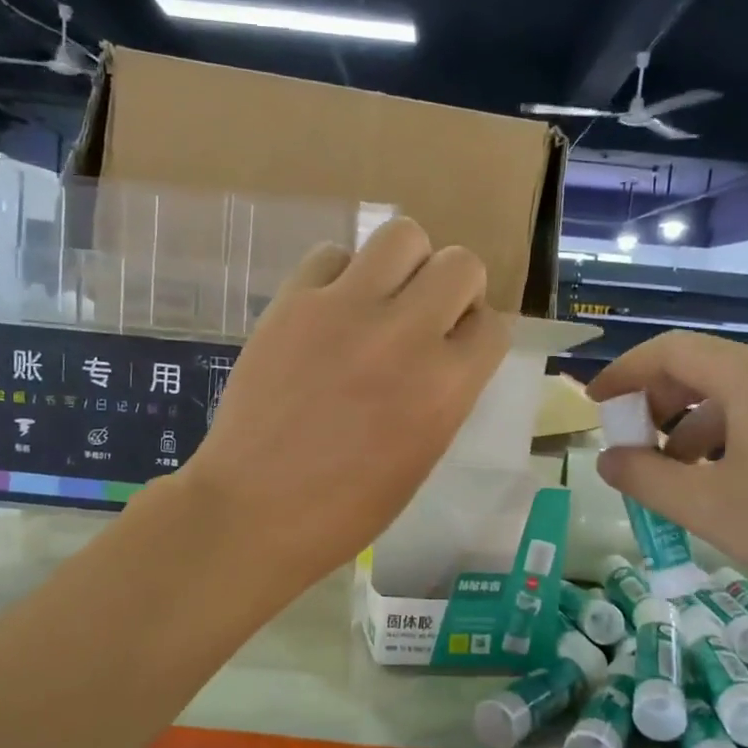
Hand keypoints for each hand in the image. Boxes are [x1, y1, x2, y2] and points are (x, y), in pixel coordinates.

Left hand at [179, 218, 507, 591]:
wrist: (254, 511)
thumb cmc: (346, 510)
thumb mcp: (421, 458)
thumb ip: (443, 396)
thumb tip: (443, 352)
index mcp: (445, 388)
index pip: (493, 325)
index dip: (475, 334)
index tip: (454, 347)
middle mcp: (406, 336)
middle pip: (461, 264)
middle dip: (453, 288)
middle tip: (424, 316)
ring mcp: (346, 311)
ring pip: (403, 236)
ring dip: (404, 264)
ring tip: (381, 298)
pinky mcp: (293, 302)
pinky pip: (332, 255)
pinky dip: (340, 274)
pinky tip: (328, 309)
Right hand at [588, 331, 747, 619]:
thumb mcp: (710, 509)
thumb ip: (646, 479)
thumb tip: (608, 459)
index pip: (671, 350)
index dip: (625, 371)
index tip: (596, 403)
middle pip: (703, 368)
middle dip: (658, 403)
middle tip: (635, 447)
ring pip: (738, 394)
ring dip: (694, 427)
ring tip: (679, 477)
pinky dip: (733, 437)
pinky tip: (732, 483)